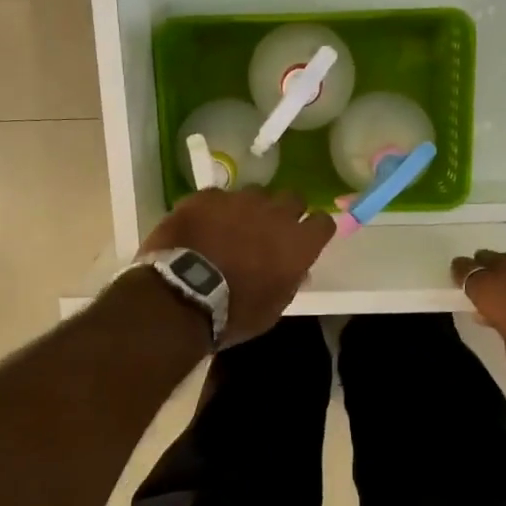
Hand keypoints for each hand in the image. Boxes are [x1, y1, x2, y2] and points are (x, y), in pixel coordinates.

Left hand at [140, 189, 334, 346]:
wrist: (182, 296)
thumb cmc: (234, 312)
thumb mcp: (272, 308)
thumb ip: (289, 281)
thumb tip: (297, 270)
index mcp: (298, 243)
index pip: (323, 222)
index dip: (315, 229)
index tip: (306, 238)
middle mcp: (276, 214)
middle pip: (293, 198)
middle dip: (285, 211)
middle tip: (269, 230)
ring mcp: (240, 200)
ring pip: (255, 193)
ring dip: (250, 208)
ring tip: (232, 227)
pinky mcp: (207, 196)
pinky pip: (219, 197)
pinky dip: (215, 209)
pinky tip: (202, 227)